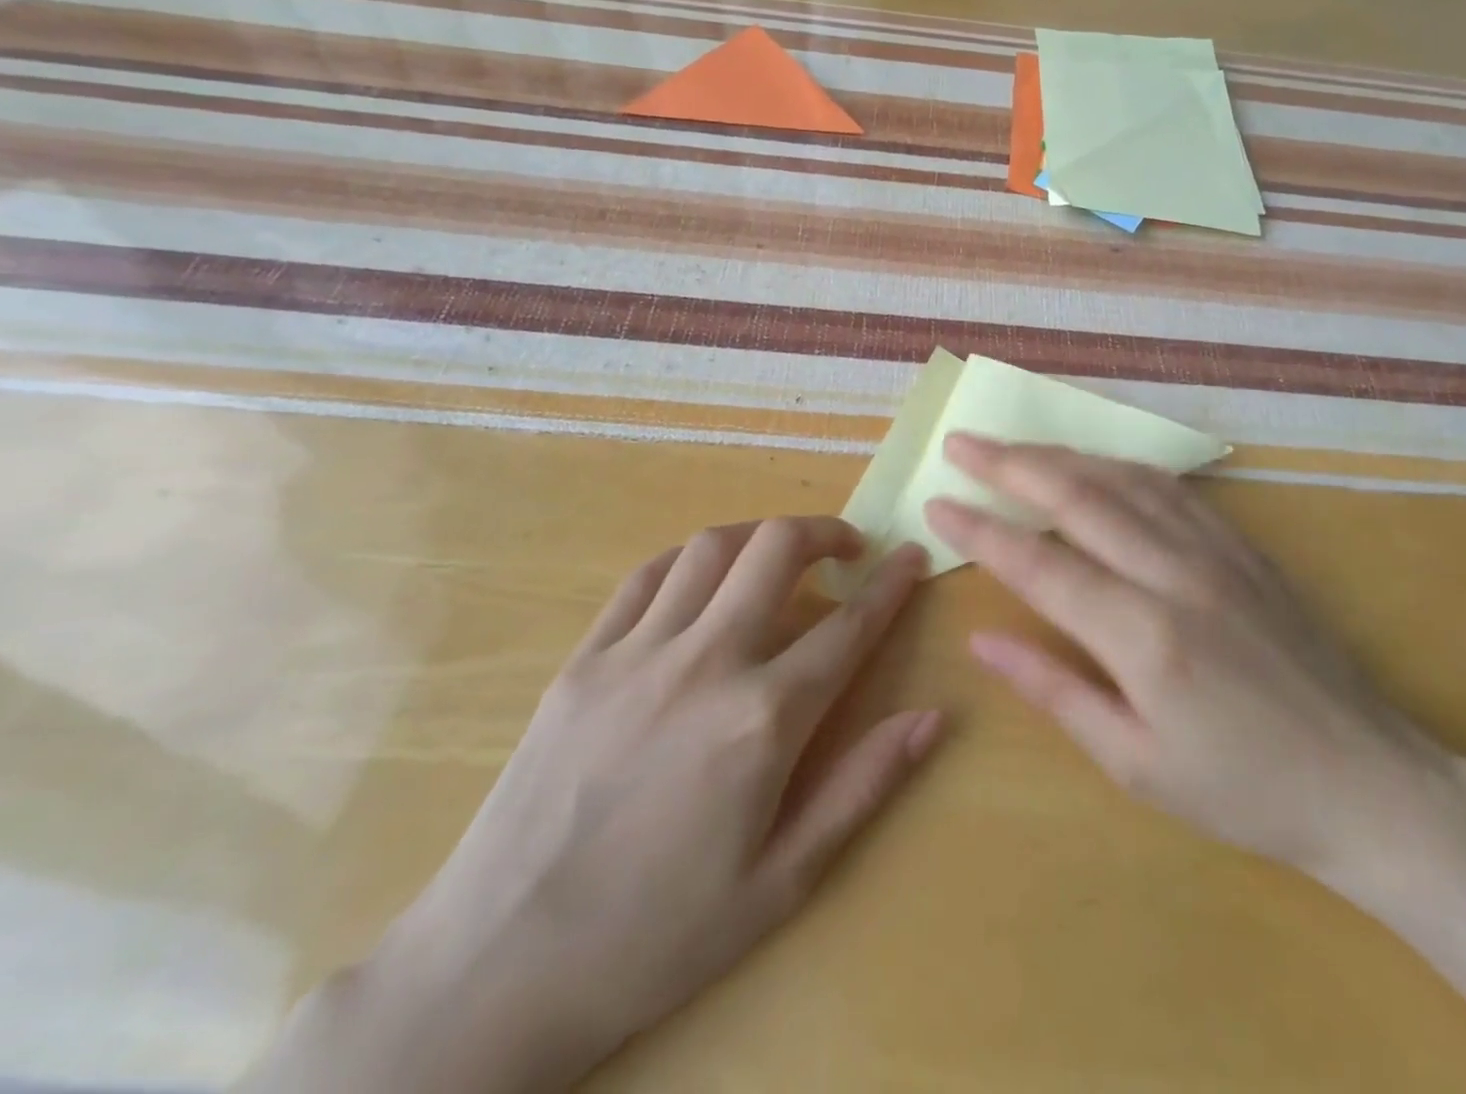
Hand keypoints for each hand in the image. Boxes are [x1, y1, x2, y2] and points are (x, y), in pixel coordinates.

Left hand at [249, 520, 939, 1093]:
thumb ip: (863, 786)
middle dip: (825, 531)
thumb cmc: (658, 935)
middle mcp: (705, 663)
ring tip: (780, 555)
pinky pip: (645, 577)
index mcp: (763, 720)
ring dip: (760, 536)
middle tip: (847, 547)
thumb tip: (933, 717)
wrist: (498, 967)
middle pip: (777, 550)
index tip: (912, 557)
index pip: (848, 627)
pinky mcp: (583, 659)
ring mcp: (636, 653)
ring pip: (712, 548)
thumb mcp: (783, 880)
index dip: (891, 584)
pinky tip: (703, 578)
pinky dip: (689, 560)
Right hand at [929, 440, 1465, 1093]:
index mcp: (1143, 635)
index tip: (936, 503)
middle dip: (1010, 465)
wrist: (1371, 782)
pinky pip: (1170, 487)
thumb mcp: (1136, 765)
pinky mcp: (1244, 546)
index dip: (981, 530)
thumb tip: (983, 639)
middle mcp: (1175, 572)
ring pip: (1122, 478)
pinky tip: (1096, 462)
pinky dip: (1120, 464)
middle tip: (961, 441)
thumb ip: (1055, 690)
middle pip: (1077, 496)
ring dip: (1060, 454)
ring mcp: (1215, 550)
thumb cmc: (1244, 790)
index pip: (1039, 563)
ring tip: (1013, 445)